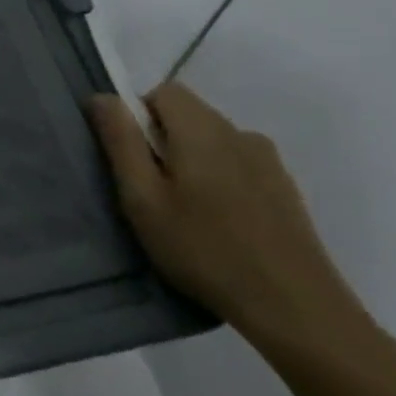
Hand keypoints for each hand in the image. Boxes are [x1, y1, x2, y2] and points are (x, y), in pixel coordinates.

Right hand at [88, 82, 377, 358]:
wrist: (293, 304)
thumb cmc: (203, 249)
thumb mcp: (143, 198)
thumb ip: (121, 142)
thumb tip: (103, 97)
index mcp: (203, 130)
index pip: (164, 91)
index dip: (138, 115)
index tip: (132, 159)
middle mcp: (240, 133)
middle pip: (189, 114)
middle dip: (161, 140)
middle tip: (151, 191)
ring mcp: (268, 160)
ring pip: (213, 140)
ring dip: (190, 160)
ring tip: (184, 212)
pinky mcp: (284, 187)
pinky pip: (236, 163)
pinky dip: (217, 179)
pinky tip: (217, 223)